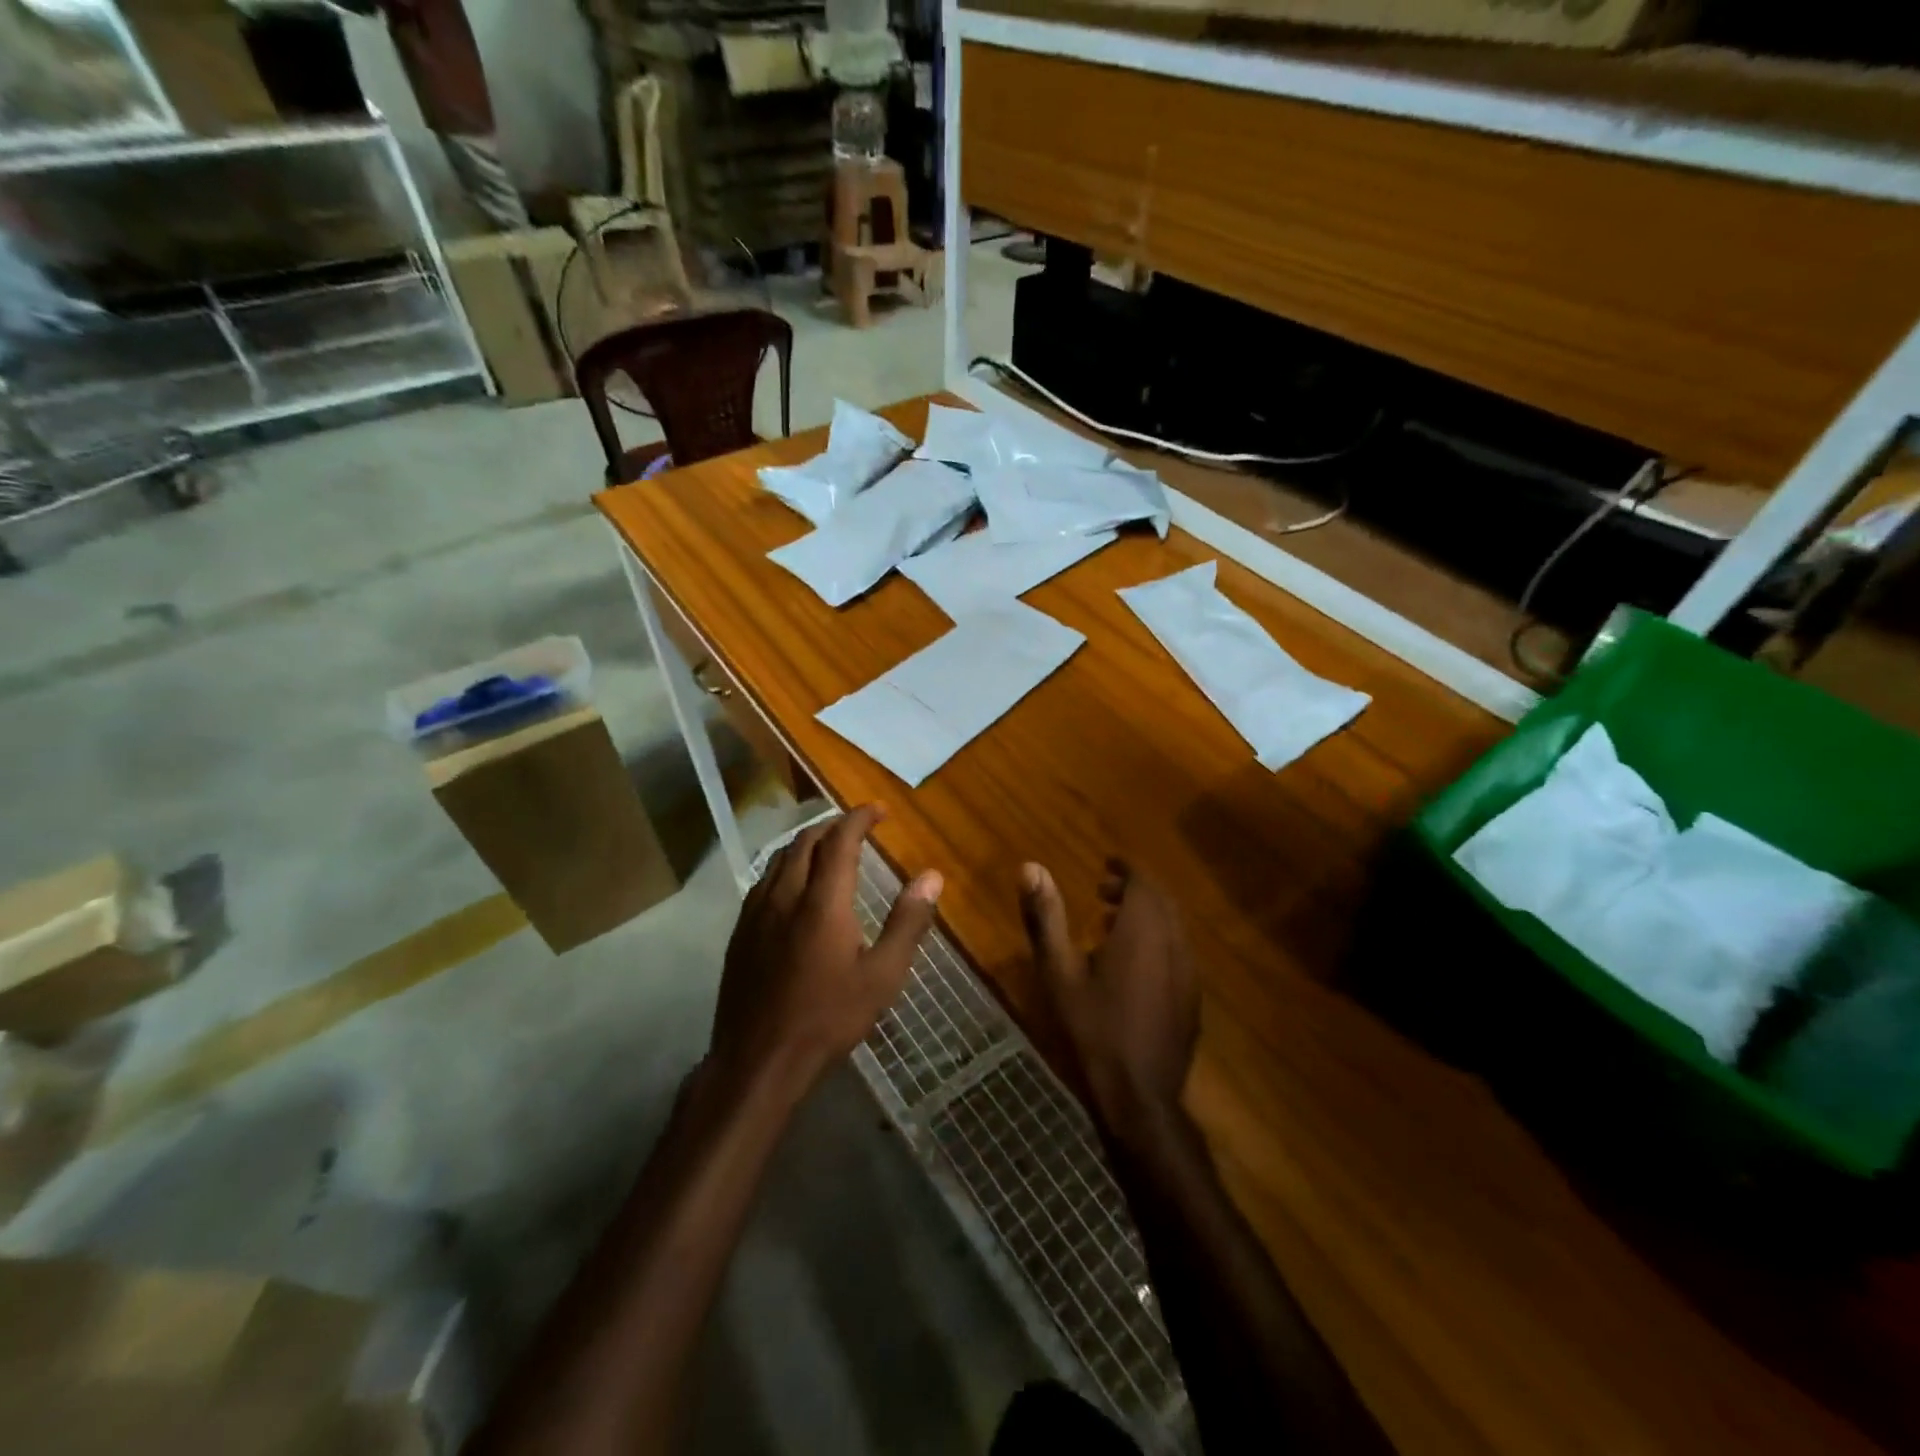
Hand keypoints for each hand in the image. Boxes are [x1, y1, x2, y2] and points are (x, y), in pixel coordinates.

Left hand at [712, 804, 942, 1092]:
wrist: (759, 1060)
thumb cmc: (828, 1018)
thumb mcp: (882, 976)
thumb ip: (908, 922)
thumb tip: (932, 877)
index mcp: (822, 901)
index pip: (840, 840)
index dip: (860, 818)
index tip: (880, 810)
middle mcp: (785, 895)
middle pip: (806, 841)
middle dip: (834, 825)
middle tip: (858, 827)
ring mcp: (757, 912)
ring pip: (781, 857)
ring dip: (807, 842)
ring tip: (829, 847)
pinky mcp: (741, 931)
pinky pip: (764, 880)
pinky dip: (786, 865)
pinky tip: (794, 885)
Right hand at [1019, 858, 1198, 1145]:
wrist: (1140, 1096)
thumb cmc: (1093, 1029)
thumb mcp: (1059, 971)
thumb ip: (1046, 917)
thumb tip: (1030, 866)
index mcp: (1142, 930)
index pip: (1144, 880)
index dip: (1127, 867)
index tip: (1106, 863)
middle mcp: (1173, 943)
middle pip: (1162, 900)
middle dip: (1135, 888)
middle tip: (1103, 890)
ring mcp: (1188, 972)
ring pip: (1173, 925)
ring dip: (1147, 914)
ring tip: (1112, 924)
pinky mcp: (1192, 997)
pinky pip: (1178, 950)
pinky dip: (1158, 939)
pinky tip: (1133, 965)